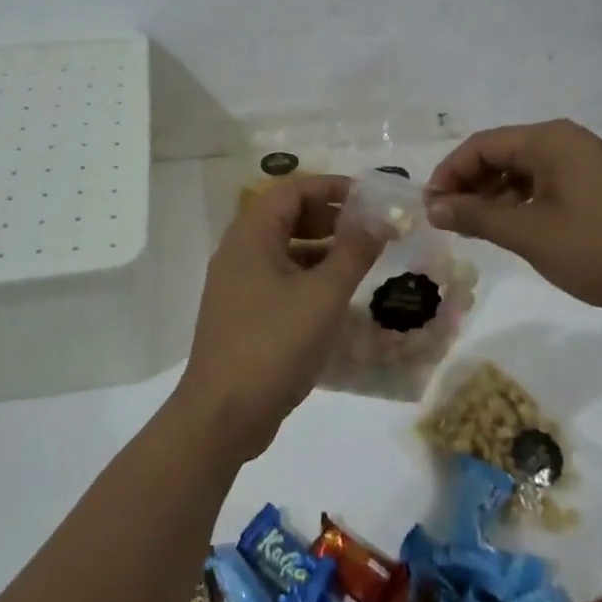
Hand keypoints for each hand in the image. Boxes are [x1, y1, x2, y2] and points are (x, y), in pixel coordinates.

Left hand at [175, 174, 384, 461]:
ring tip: (362, 260)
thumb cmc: (274, 344)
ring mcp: (238, 285)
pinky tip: (338, 297)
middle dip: (329, 217)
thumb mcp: (323, 295)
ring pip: (284, 251)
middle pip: (286, 217)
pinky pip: (280, 281)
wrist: (222, 415)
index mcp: (251, 236)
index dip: (331, 187)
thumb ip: (353, 252)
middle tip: (369, 227)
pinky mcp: (244, 315)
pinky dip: (309, 278)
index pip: (292, 190)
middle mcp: (239, 252)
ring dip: (322, 249)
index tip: (369, 196)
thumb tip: (379, 219)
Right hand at [426, 119, 601, 317]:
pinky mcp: (601, 187)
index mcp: (549, 140)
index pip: (481, 146)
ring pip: (524, 171)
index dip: (449, 174)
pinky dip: (523, 203)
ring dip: (495, 196)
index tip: (430, 207)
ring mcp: (587, 163)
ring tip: (476, 228)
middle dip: (470, 185)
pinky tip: (514, 230)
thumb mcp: (531, 234)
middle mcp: (567, 141)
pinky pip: (548, 185)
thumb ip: (478, 216)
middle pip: (502, 154)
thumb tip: (434, 207)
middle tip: (448, 220)